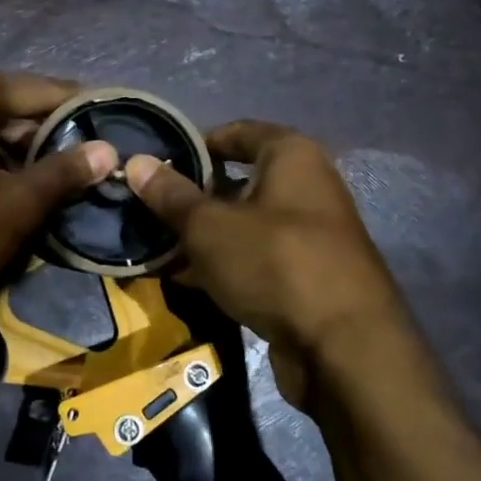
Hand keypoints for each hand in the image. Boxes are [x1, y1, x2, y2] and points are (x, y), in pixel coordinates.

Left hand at [0, 67, 117, 326]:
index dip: (88, 114)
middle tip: (98, 171)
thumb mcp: (14, 205)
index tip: (123, 133)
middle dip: (55, 141)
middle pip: (17, 110)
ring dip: (25, 160)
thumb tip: (110, 150)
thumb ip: (65, 172)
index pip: (47, 91)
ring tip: (66, 189)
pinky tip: (17, 197)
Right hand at [124, 120, 412, 413]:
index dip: (195, 145)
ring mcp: (310, 234)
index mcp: (292, 155)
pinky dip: (226, 266)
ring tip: (159, 250)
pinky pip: (258, 259)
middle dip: (194, 199)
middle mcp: (308, 186)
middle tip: (150, 214)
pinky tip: (189, 282)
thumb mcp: (210, 227)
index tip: (157, 167)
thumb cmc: (275, 263)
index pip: (236, 133)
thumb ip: (171, 196)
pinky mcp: (308, 276)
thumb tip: (135, 162)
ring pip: (245, 225)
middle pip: (238, 182)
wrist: (344, 347)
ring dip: (205, 238)